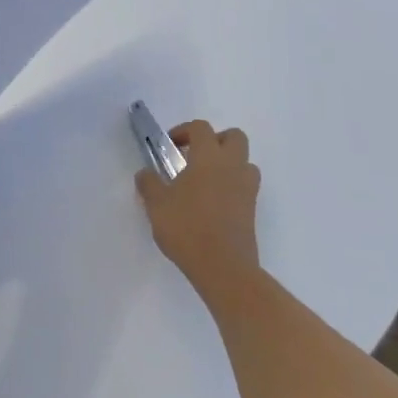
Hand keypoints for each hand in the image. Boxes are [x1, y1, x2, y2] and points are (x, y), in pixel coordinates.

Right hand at [136, 121, 261, 300]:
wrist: (225, 270)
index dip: (184, 131)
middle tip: (195, 157)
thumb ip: (149, 184)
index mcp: (209, 157)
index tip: (170, 146)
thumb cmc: (188, 228)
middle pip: (234, 137)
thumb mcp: (157, 205)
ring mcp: (246, 189)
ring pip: (245, 162)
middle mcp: (232, 166)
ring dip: (228, 164)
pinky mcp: (252, 211)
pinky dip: (232, 187)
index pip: (201, 128)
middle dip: (215, 141)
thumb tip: (144, 173)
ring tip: (206, 181)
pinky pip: (245, 187)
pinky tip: (212, 204)